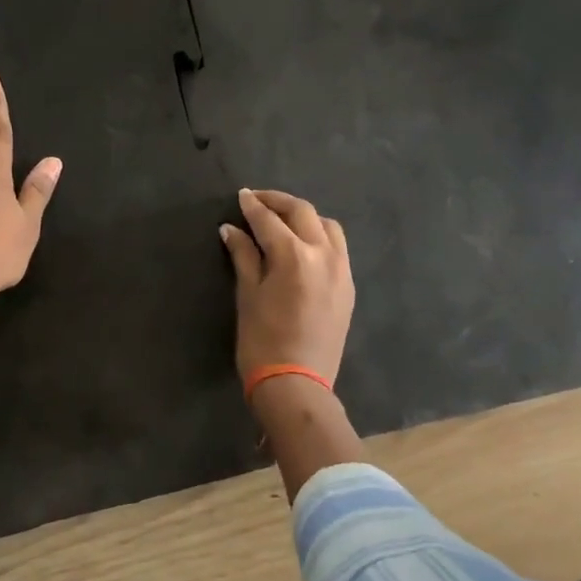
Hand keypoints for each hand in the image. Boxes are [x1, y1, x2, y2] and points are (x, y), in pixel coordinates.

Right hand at [220, 189, 354, 388]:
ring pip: (327, 226)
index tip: (242, 196)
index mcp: (294, 255)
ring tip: (284, 221)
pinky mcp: (348, 286)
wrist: (297, 384)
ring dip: (304, 217)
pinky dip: (320, 236)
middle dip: (279, 202)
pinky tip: (303, 244)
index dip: (253, 206)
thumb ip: (244, 255)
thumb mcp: (248, 294)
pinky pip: (338, 248)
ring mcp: (342, 270)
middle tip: (258, 201)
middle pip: (303, 212)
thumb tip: (231, 229)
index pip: (269, 219)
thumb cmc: (262, 340)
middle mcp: (323, 254)